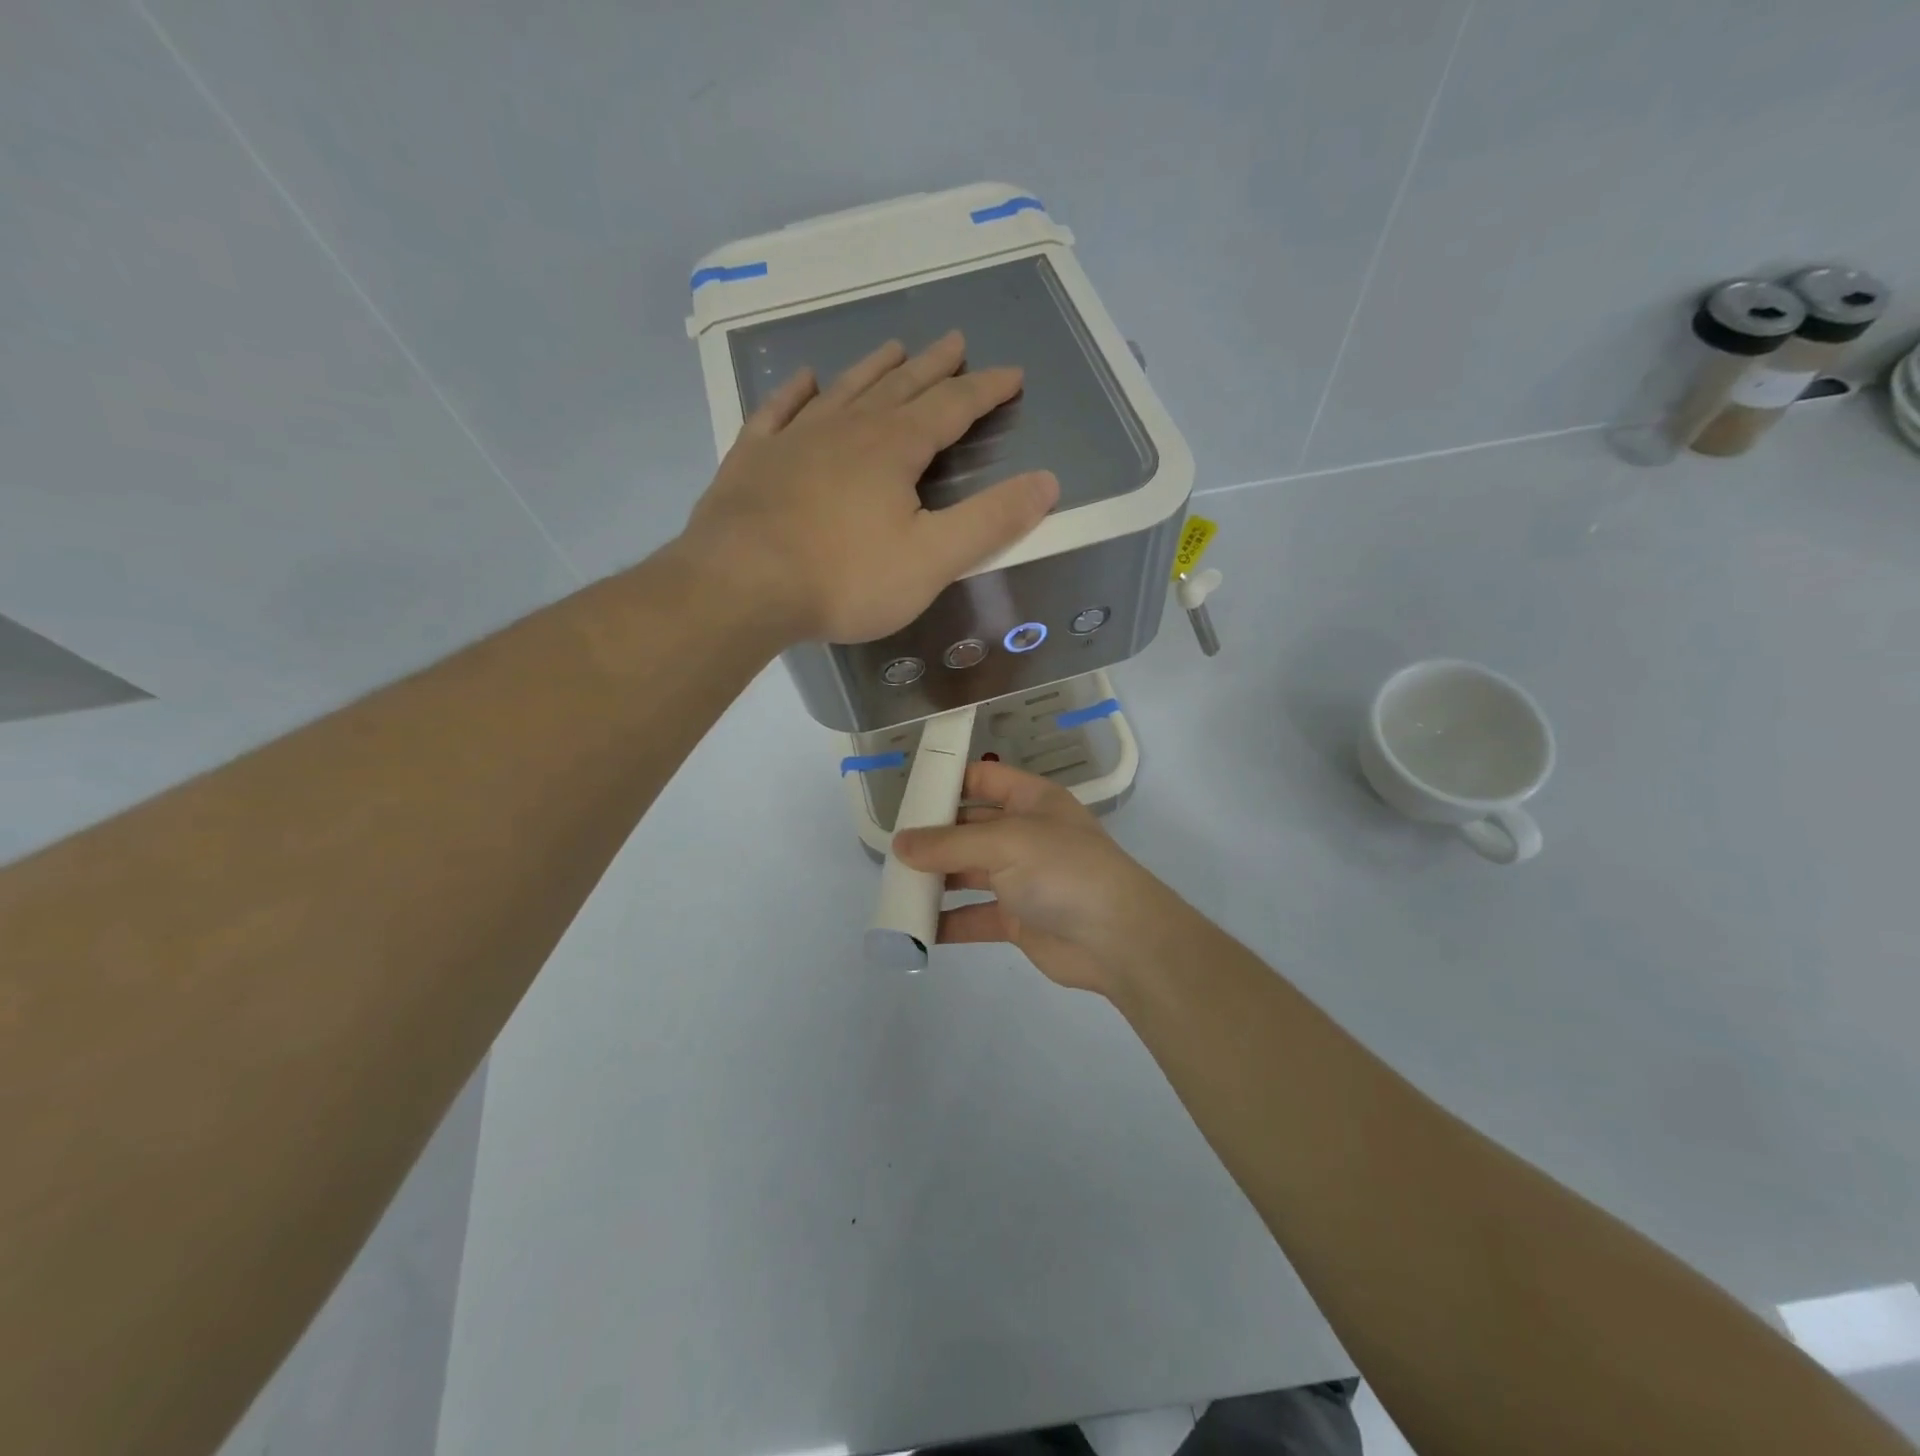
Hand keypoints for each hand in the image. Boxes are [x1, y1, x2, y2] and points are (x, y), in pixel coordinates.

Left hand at [683, 332, 1059, 644]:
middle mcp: (847, 429)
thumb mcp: (932, 558)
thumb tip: (1047, 482)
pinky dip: (794, 393)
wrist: (741, 586)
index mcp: (894, 448)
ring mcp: (794, 439)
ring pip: (844, 391)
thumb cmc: (845, 578)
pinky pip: (777, 412)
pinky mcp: (752, 460)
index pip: (952, 407)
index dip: (985, 390)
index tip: (1011, 373)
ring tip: (893, 347)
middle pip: (900, 387)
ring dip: (873, 368)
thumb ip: (990, 521)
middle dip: (933, 367)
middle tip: (955, 341)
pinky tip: (803, 380)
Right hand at [893, 761, 1185, 995]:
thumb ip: (949, 844)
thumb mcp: (1006, 842)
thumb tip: (899, 845)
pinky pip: (974, 915)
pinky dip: (947, 921)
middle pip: (970, 828)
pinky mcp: (1017, 919)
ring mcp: (1021, 878)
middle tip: (891, 847)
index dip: (949, 781)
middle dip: (933, 836)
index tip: (907, 793)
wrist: (1118, 939)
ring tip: (895, 886)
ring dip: (936, 879)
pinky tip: (916, 927)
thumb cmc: (1064, 870)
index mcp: (1031, 801)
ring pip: (968, 872)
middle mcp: (1025, 835)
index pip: (984, 779)